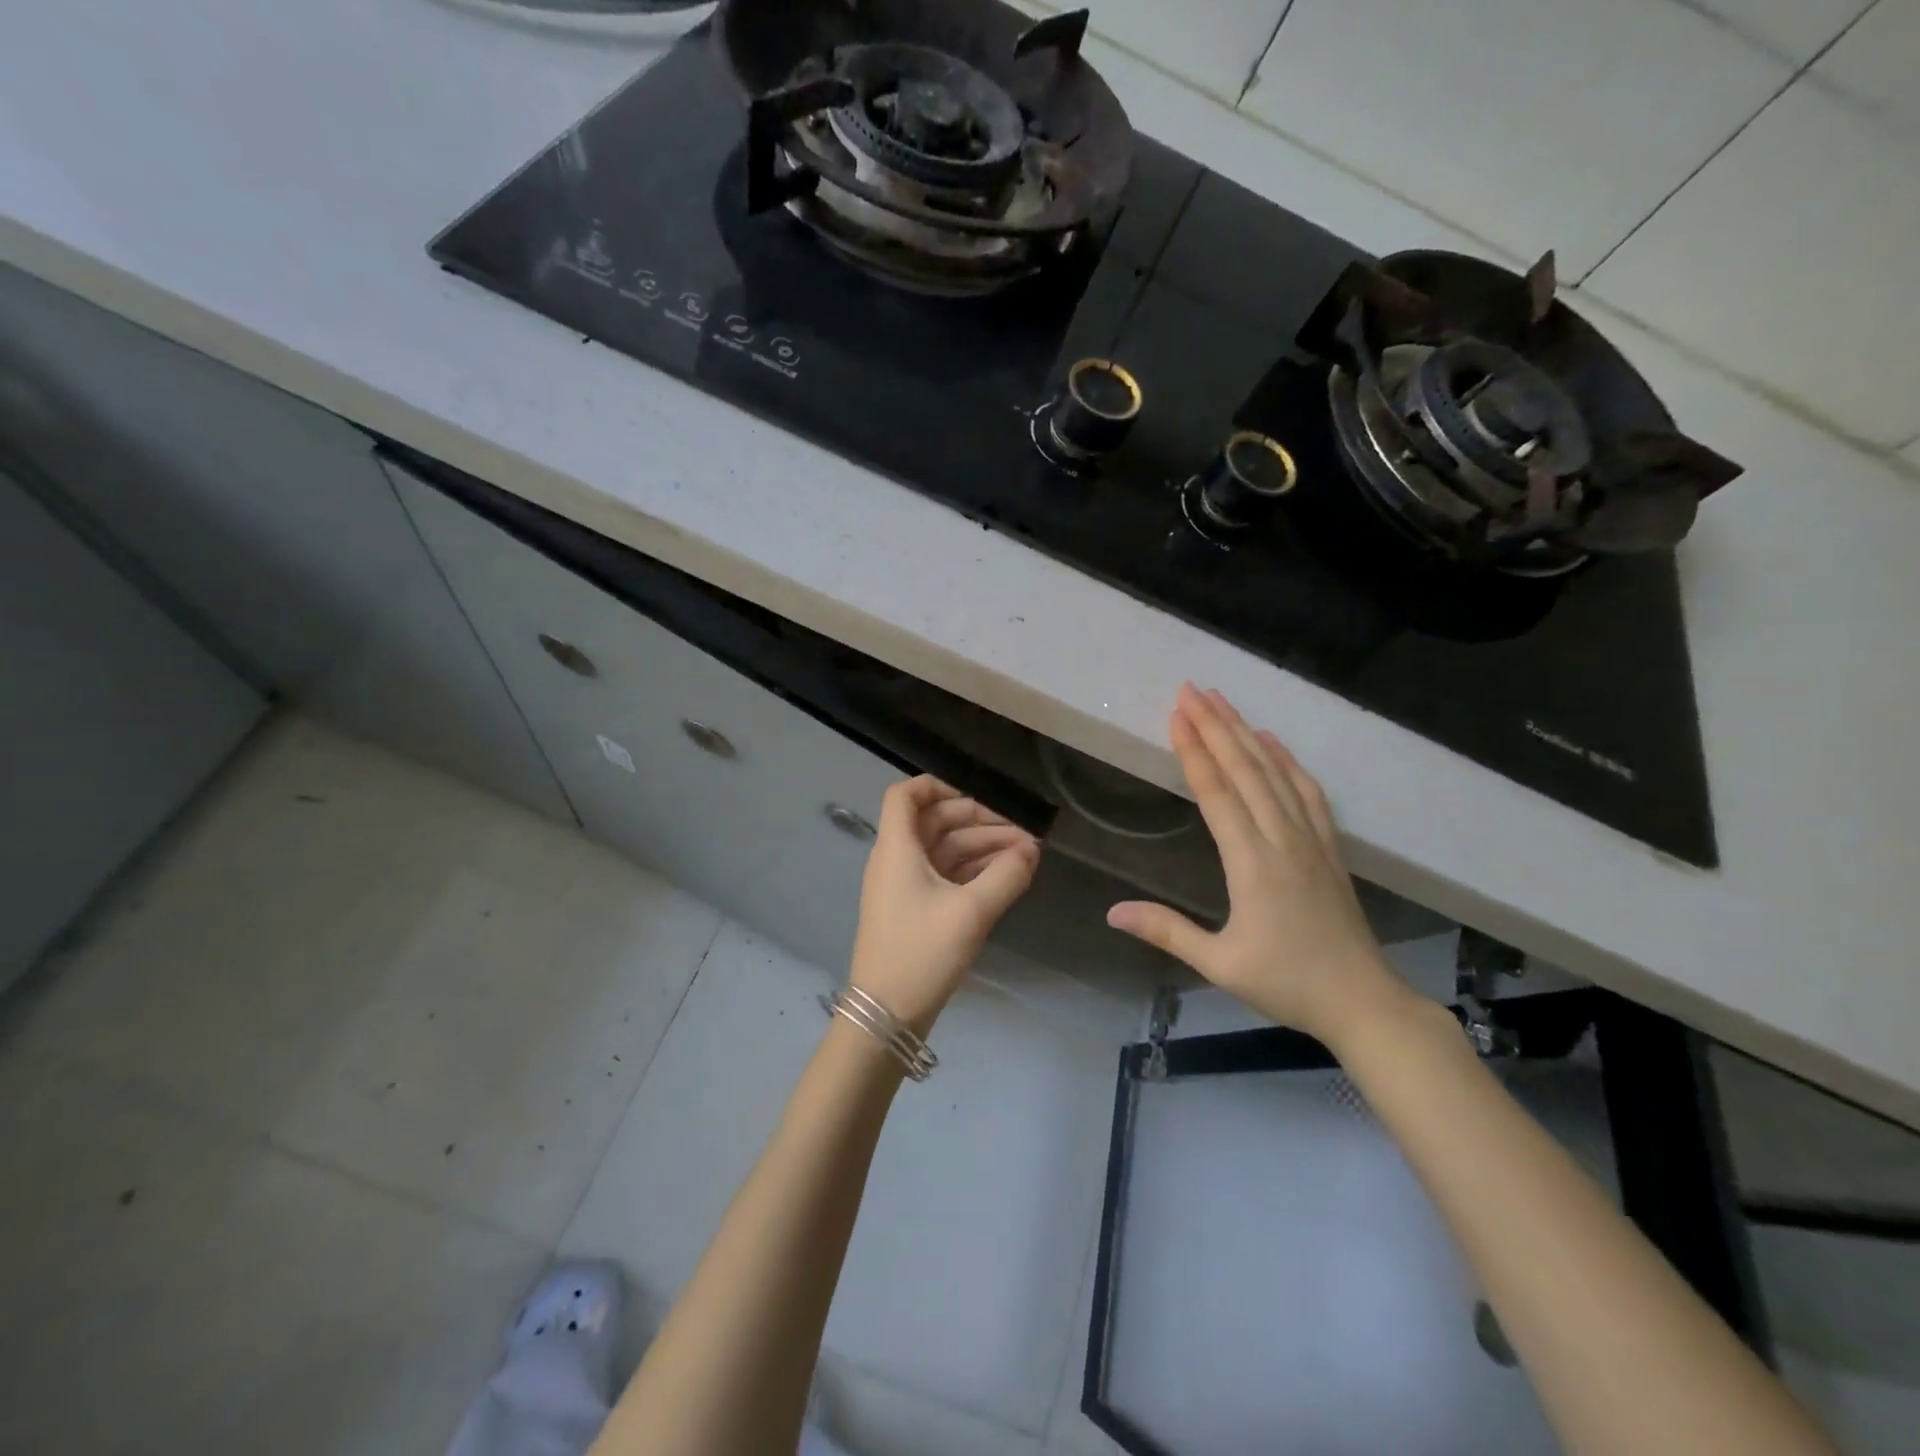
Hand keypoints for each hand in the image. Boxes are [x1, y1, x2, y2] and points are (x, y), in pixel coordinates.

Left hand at [849, 777, 1040, 1028]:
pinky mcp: (914, 910)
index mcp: (897, 848)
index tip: (979, 800)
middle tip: (1022, 836)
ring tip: (1026, 857)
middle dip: (979, 822)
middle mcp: (897, 859)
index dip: (938, 787)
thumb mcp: (971, 912)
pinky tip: (1006, 877)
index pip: (905, 795)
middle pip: (935, 821)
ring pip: (944, 850)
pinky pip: (945, 875)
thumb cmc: (922, 953)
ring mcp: (904, 886)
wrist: (887, 1015)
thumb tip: (1031, 851)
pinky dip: (973, 871)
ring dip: (982, 848)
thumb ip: (1006, 876)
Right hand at [1107, 685, 1410, 1050]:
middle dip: (1216, 726)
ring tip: (1223, 701)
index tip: (1176, 716)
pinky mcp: (1328, 847)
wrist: (1363, 1001)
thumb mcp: (1219, 963)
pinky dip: (1288, 761)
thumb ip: (1166, 931)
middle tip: (1191, 690)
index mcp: (1252, 863)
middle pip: (1246, 770)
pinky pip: (1308, 792)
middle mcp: (1282, 839)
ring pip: (1276, 773)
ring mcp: (1310, 840)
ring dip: (1247, 733)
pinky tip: (1273, 743)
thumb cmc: (1287, 983)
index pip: (1217, 793)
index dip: (1195, 751)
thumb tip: (1111, 912)